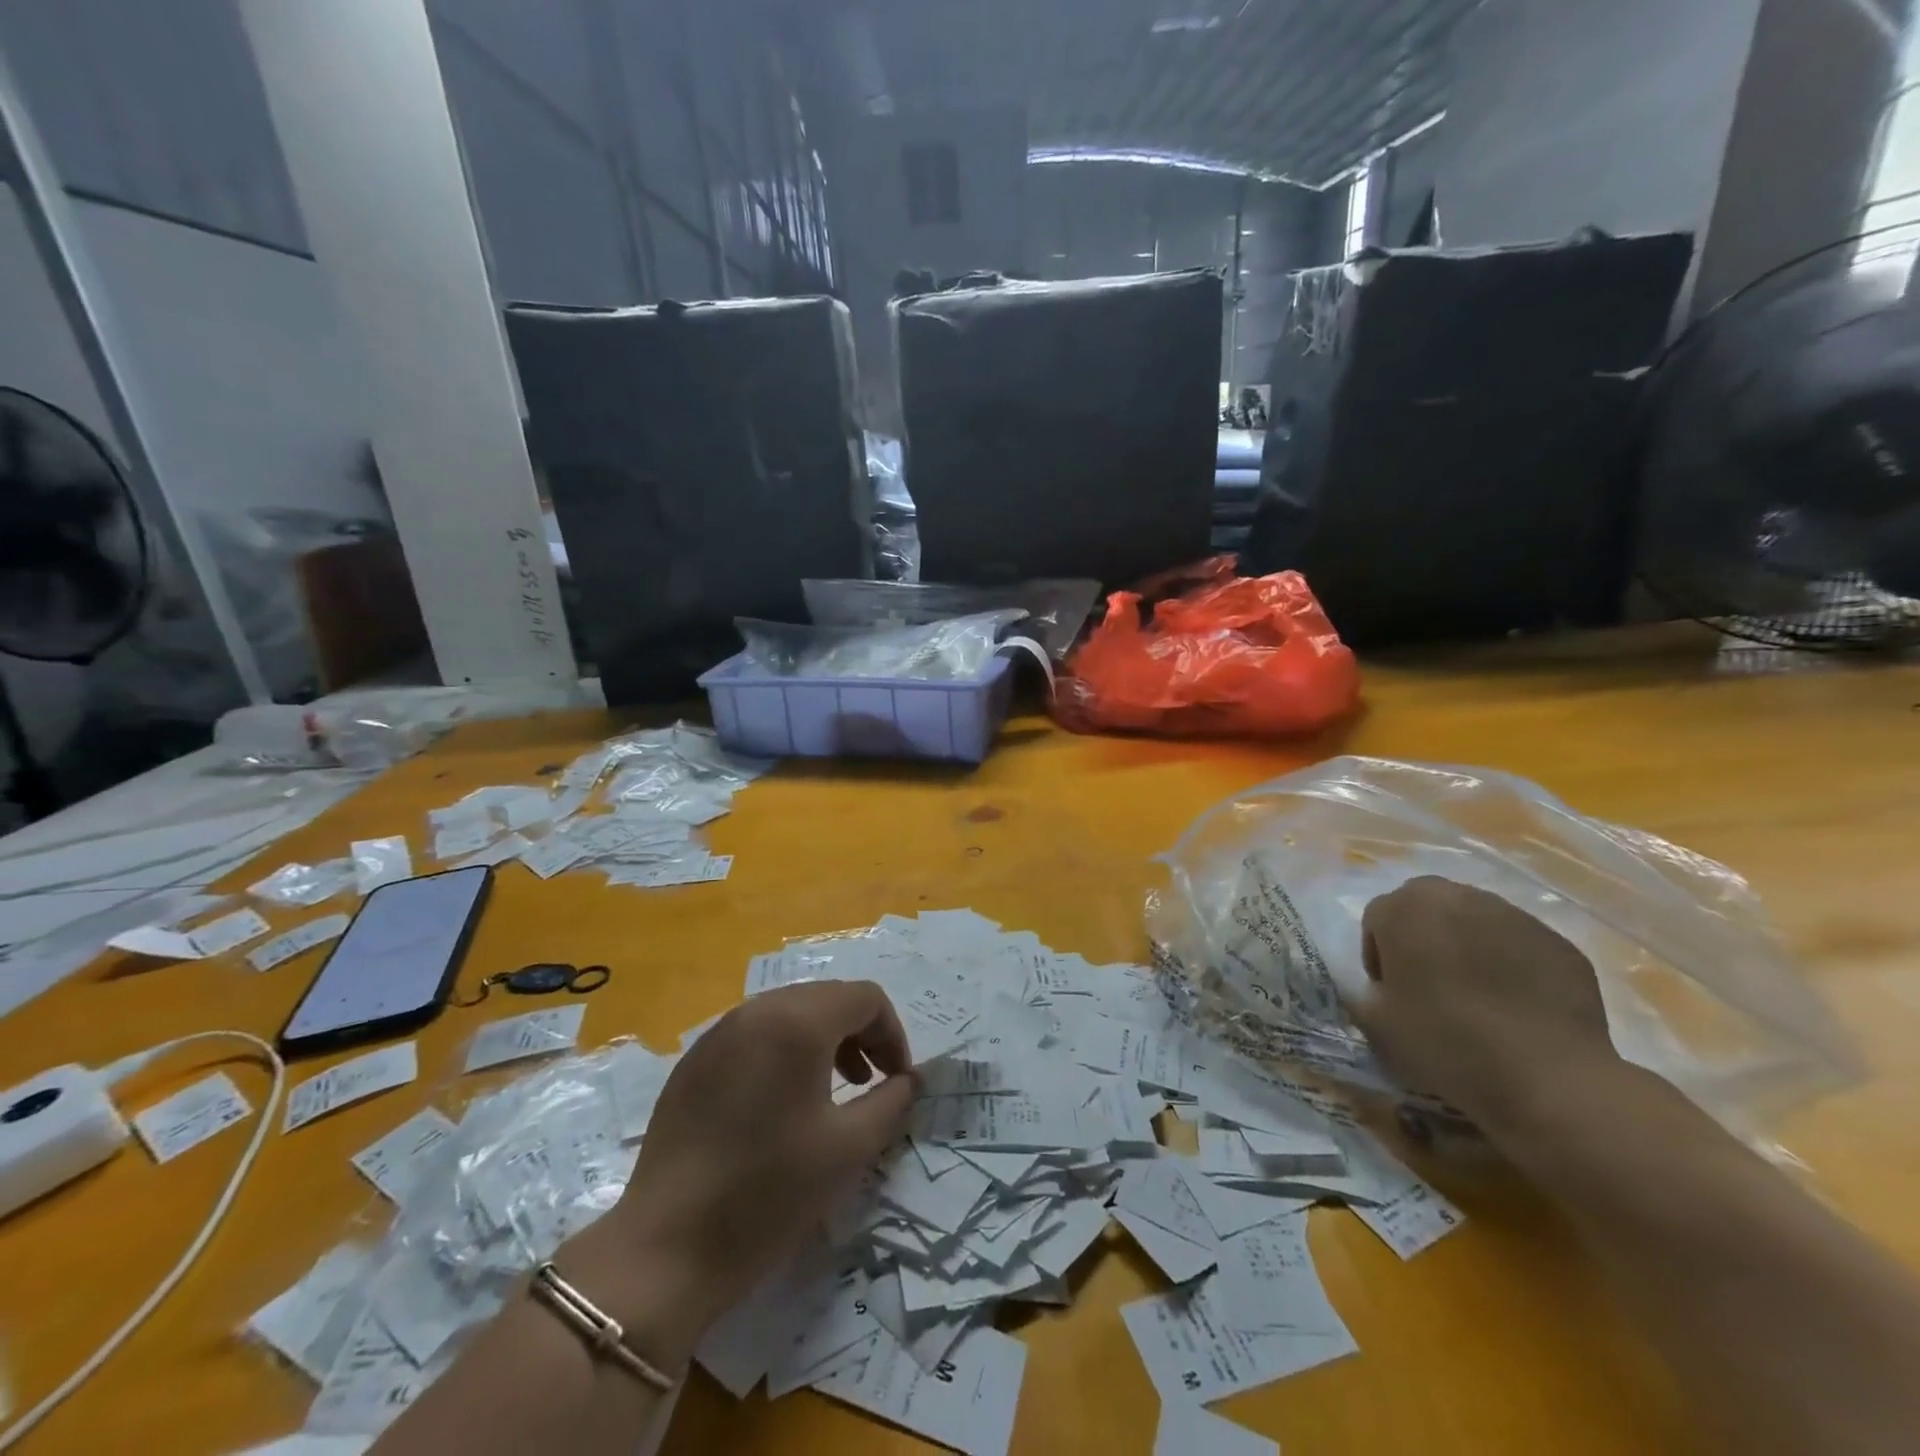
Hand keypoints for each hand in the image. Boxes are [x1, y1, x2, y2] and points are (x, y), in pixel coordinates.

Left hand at [564, 981, 915, 1364]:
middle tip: (871, 1083)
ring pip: (790, 1012)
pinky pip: (755, 1035)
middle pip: (827, 998)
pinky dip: (784, 1052)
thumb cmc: (768, 1194)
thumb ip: (891, 1101)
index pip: (865, 997)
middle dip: (860, 1033)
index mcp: (797, 1022)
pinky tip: (780, 1104)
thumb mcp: (847, 1149)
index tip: (898, 1081)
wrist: (665, 1250)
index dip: (893, 1034)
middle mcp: (757, 1011)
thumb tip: (910, 1079)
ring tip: (833, 1091)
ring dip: (824, 1040)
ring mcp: (719, 1033)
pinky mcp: (694, 1061)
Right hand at [1347, 877, 1621, 1133]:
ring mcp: (1514, 916)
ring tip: (1476, 997)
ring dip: (1466, 946)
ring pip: (1473, 921)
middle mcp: (1457, 896)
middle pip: (1425, 908)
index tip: (1391, 994)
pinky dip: (1510, 964)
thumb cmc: (1445, 1040)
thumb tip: (1378, 990)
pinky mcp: (1558, 942)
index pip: (1377, 919)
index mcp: (1405, 908)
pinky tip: (1516, 1007)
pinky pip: (1518, 944)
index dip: (1378, 957)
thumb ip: (1364, 993)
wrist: (1548, 1077)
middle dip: (1421, 938)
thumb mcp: (1376, 1023)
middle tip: (1428, 986)